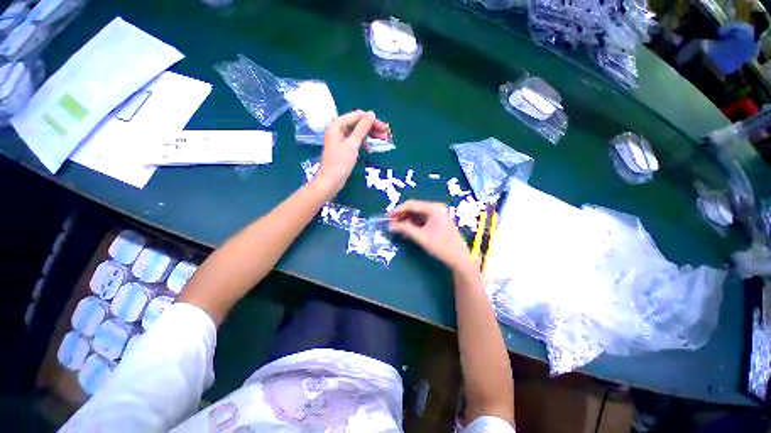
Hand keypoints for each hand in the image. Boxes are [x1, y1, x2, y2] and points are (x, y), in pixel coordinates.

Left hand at [316, 110, 388, 194]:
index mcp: (337, 124)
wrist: (331, 181)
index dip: (372, 121)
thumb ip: (362, 128)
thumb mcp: (353, 144)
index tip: (385, 129)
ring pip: (358, 131)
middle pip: (358, 122)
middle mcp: (338, 128)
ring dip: (370, 134)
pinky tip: (371, 147)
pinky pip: (355, 139)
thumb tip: (371, 113)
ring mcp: (340, 137)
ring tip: (382, 140)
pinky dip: (364, 142)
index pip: (358, 115)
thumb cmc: (340, 163)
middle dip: (372, 128)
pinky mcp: (343, 146)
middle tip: (386, 135)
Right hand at [388, 200, 476, 273]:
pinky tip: (406, 232)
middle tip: (390, 223)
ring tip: (396, 228)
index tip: (387, 217)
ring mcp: (437, 215)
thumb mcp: (420, 237)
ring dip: (406, 221)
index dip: (397, 210)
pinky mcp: (437, 222)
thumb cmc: (440, 246)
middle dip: (401, 216)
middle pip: (414, 209)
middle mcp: (435, 208)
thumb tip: (390, 226)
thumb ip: (404, 229)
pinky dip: (413, 225)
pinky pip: (422, 220)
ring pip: (417, 215)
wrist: (459, 258)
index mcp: (433, 208)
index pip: (411, 205)